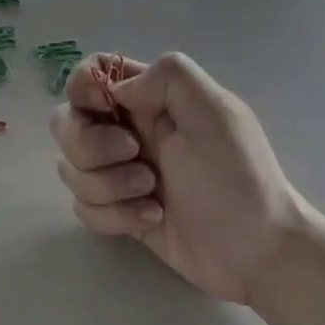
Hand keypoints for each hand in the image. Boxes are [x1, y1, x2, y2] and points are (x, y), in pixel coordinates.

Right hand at [50, 53, 319, 304]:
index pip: (92, 72)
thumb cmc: (240, 178)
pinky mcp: (116, 212)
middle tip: (135, 156)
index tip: (106, 108)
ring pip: (69, 167)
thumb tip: (116, 91)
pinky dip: (113, 216)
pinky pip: (82, 207)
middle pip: (65, 121)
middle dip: (90, 144)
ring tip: (151, 195)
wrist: (259, 252)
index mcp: (149, 100)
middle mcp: (125, 130)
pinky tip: (151, 220)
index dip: (84, 87)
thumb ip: (168, 78)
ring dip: (106, 184)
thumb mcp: (218, 112)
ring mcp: (117, 173)